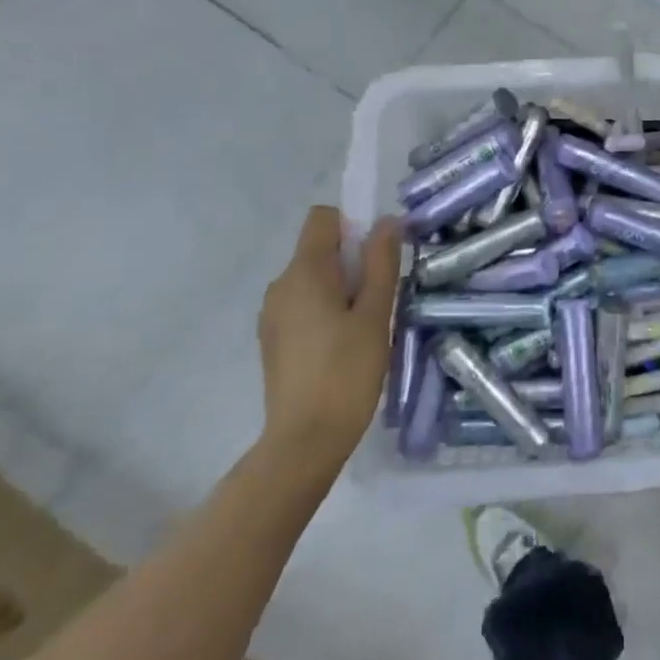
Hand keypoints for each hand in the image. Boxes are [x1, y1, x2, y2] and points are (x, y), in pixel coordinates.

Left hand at [257, 206, 401, 467]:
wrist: (305, 441)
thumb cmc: (347, 371)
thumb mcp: (375, 313)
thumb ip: (381, 263)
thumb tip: (387, 221)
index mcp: (304, 272)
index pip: (323, 218)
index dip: (353, 225)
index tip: (376, 257)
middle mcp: (280, 285)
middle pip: (319, 249)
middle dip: (352, 261)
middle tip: (378, 300)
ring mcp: (272, 314)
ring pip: (314, 279)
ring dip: (341, 288)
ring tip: (364, 327)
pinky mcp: (273, 339)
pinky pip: (304, 304)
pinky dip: (326, 310)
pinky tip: (343, 346)